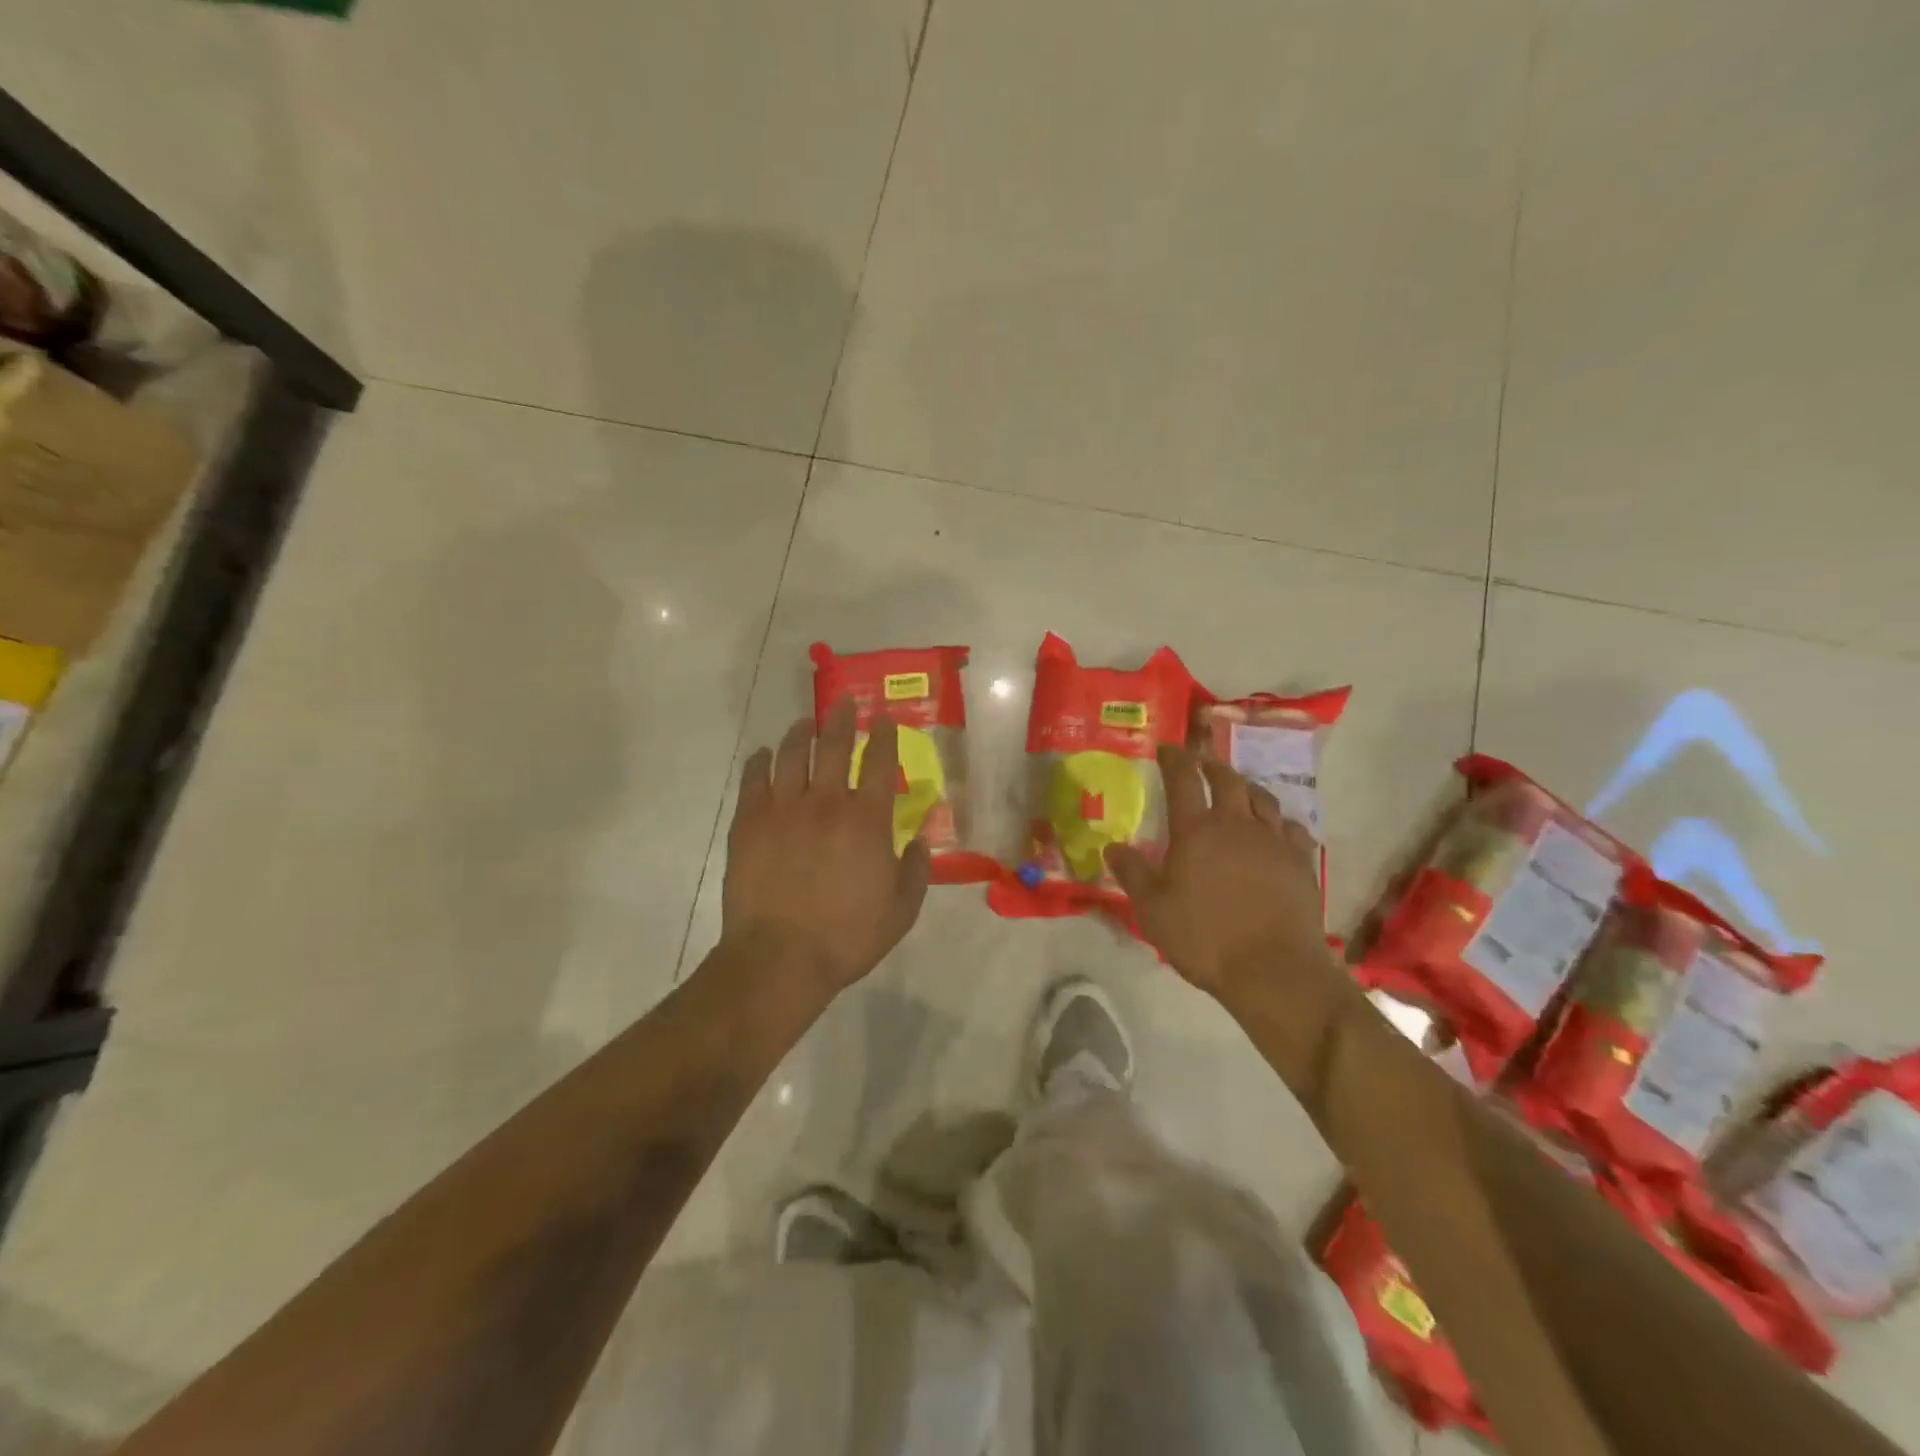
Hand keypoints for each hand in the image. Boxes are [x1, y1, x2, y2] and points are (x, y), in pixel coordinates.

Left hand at [722, 699, 931, 997]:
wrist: (780, 958)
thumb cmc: (847, 937)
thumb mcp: (901, 911)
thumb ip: (916, 870)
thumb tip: (920, 839)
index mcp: (866, 820)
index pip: (879, 762)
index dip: (884, 735)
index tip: (884, 718)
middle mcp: (825, 802)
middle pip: (833, 746)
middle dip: (842, 719)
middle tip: (844, 701)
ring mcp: (782, 809)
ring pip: (790, 755)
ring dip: (800, 733)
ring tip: (805, 723)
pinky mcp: (748, 823)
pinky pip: (753, 779)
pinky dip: (759, 761)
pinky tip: (762, 755)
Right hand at [1105, 745, 1338, 1000]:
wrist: (1273, 969)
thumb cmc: (1204, 938)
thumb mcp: (1153, 909)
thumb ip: (1132, 873)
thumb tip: (1112, 846)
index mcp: (1197, 831)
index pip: (1183, 780)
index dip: (1175, 758)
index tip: (1168, 747)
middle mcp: (1237, 825)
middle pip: (1228, 780)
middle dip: (1212, 765)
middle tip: (1203, 763)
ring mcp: (1274, 841)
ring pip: (1263, 799)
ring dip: (1247, 788)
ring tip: (1240, 789)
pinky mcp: (1301, 862)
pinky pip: (1293, 828)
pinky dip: (1280, 820)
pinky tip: (1277, 829)